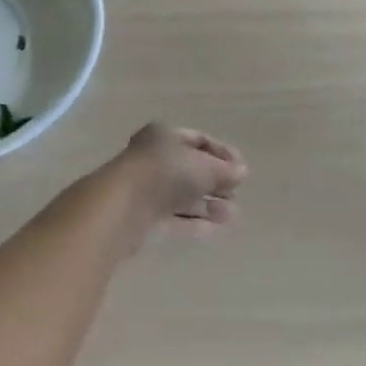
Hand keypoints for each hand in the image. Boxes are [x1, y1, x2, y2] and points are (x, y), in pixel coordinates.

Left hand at [100, 123, 246, 238]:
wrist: (124, 206)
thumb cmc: (166, 172)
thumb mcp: (203, 166)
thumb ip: (224, 170)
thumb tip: (242, 172)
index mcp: (164, 136)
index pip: (198, 140)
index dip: (222, 153)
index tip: (241, 169)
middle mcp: (154, 159)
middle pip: (190, 169)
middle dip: (215, 182)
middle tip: (236, 193)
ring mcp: (148, 190)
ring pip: (183, 196)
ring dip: (208, 205)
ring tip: (232, 215)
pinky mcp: (144, 219)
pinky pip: (175, 219)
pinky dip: (194, 222)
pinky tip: (215, 229)